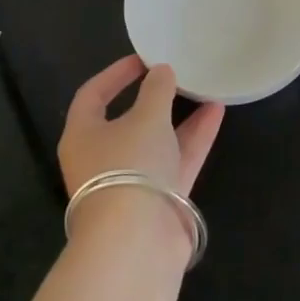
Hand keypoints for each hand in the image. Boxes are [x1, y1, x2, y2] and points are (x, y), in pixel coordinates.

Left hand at [58, 56, 223, 247]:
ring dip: (180, 116)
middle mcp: (102, 158)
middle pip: (127, 120)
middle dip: (153, 98)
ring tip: (205, 89)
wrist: (137, 241)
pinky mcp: (158, 199)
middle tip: (176, 75)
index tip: (142, 59)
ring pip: (157, 141)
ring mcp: (132, 181)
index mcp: (83, 136)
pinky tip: (216, 113)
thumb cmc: (129, 166)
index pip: (92, 96)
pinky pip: (177, 160)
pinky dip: (194, 137)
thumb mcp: (146, 118)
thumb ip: (157, 90)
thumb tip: (162, 72)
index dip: (115, 74)